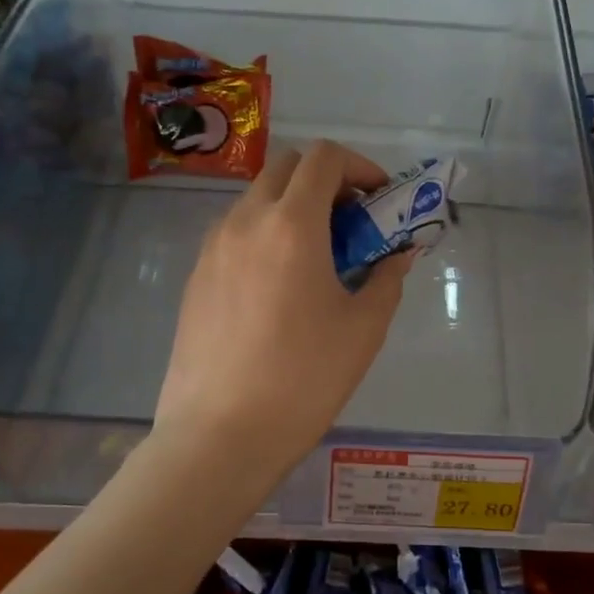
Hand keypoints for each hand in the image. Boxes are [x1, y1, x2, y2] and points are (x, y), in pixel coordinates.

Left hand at [154, 140, 412, 486]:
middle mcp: (246, 221)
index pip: (323, 157)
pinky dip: (266, 234)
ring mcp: (213, 247)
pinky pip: (236, 233)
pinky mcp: (196, 276)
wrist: (219, 436)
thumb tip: (397, 254)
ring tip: (319, 257)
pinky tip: (281, 286)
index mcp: (291, 224)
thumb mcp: (363, 329)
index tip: (379, 198)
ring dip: (293, 207)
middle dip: (325, 180)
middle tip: (352, 222)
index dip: (359, 166)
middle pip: (286, 167)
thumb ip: (386, 278)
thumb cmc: (303, 379)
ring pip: (257, 199)